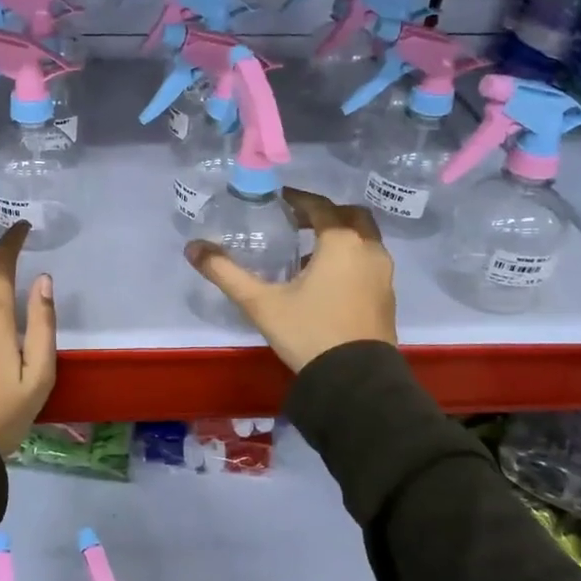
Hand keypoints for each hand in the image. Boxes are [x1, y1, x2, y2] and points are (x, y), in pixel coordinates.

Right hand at [185, 188, 394, 372]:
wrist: (355, 381)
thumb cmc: (308, 332)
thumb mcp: (260, 302)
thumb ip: (225, 272)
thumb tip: (192, 247)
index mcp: (341, 242)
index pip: (319, 206)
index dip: (297, 199)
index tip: (278, 200)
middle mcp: (369, 249)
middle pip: (350, 216)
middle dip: (325, 214)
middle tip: (297, 223)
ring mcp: (383, 274)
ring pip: (364, 239)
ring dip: (340, 237)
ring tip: (308, 253)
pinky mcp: (387, 296)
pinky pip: (369, 262)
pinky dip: (351, 258)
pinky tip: (326, 281)